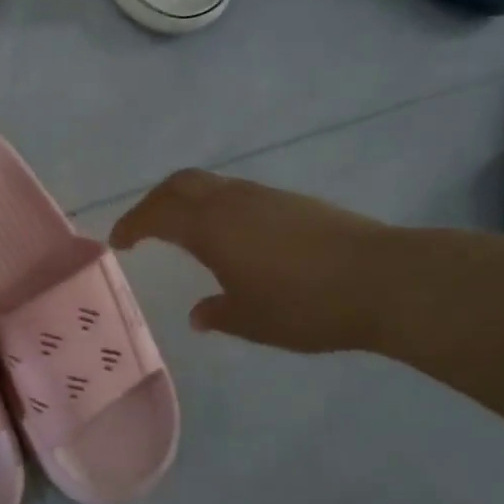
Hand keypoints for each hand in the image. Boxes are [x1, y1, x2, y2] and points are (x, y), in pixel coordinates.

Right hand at [109, 170, 393, 353]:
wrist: (383, 279)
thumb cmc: (305, 304)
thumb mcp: (252, 320)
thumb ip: (218, 314)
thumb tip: (199, 314)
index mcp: (211, 226)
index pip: (158, 213)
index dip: (133, 224)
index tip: (120, 241)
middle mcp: (233, 201)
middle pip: (181, 183)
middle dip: (155, 201)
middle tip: (144, 227)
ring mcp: (265, 196)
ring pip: (212, 185)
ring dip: (188, 202)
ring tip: (184, 233)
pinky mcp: (293, 202)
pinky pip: (237, 194)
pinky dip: (217, 207)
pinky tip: (231, 238)